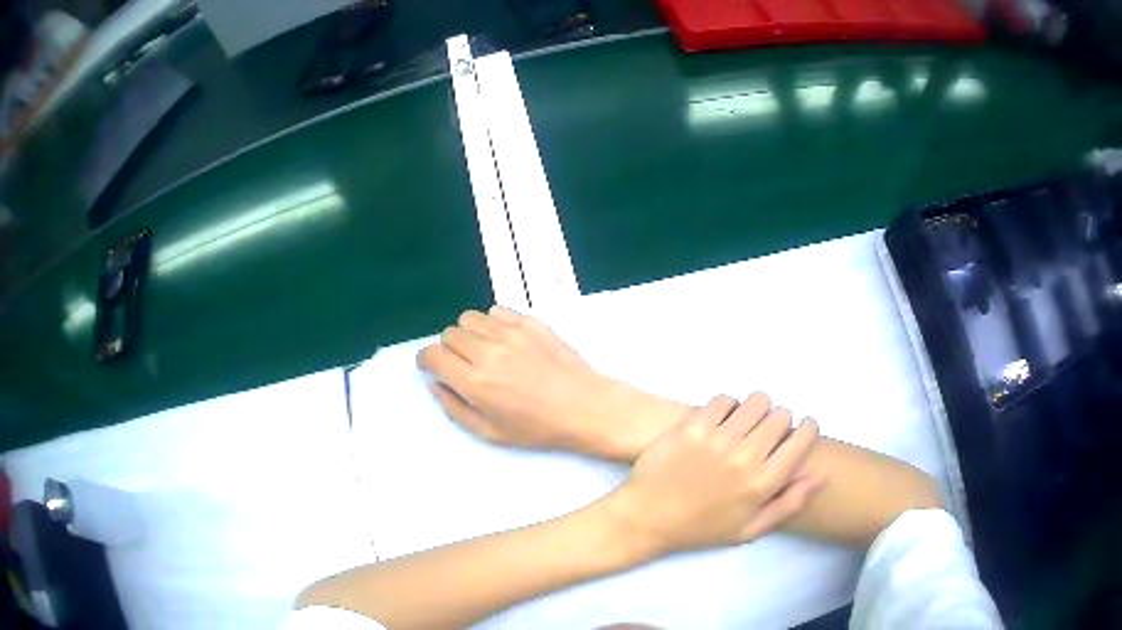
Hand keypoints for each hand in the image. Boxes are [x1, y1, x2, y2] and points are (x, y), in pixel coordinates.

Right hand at [418, 306, 662, 458]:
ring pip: (469, 318)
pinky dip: (492, 323)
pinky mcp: (530, 322)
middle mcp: (488, 352)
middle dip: (448, 349)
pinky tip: (505, 341)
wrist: (585, 407)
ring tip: (484, 350)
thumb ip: (454, 408)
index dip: (426, 359)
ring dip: (469, 334)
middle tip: (463, 364)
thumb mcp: (489, 432)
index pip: (433, 354)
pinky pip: (496, 311)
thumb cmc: (538, 428)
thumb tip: (435, 383)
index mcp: (475, 382)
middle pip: (449, 334)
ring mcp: (511, 333)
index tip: (431, 365)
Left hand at [604, 394, 824, 554]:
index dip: (806, 429)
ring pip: (756, 401)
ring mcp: (717, 439)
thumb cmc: (701, 528)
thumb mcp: (749, 529)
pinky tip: (721, 422)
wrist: (647, 518)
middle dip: (780, 421)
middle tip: (767, 434)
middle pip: (781, 415)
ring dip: (756, 410)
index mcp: (763, 483)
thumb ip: (789, 504)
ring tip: (745, 425)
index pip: (801, 438)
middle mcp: (745, 457)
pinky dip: (727, 407)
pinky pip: (723, 399)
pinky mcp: (692, 426)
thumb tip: (821, 475)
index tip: (801, 430)